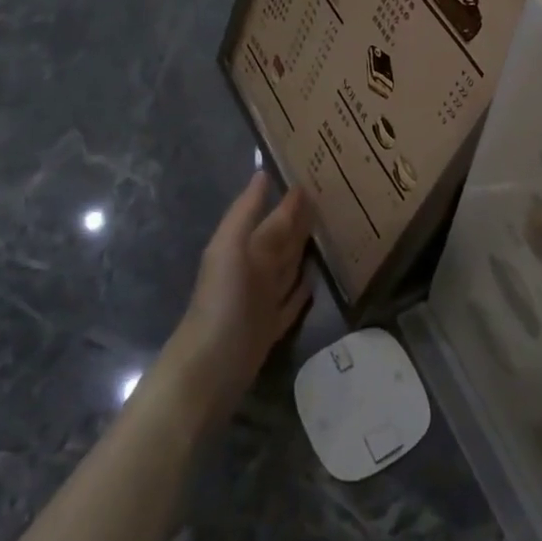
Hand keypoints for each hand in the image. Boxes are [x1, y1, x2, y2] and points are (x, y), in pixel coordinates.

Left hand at [160, 172, 312, 429]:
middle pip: (282, 241)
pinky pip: (292, 303)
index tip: (314, 179)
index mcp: (245, 248)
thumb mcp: (230, 247)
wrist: (210, 366)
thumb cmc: (221, 300)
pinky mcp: (272, 327)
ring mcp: (264, 300)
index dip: (290, 202)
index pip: (274, 218)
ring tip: (328, 233)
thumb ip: (246, 212)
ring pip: (288, 268)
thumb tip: (262, 173)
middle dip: (300, 222)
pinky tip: (315, 280)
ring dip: (304, 252)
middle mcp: (255, 270)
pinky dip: (303, 291)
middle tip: (331, 201)